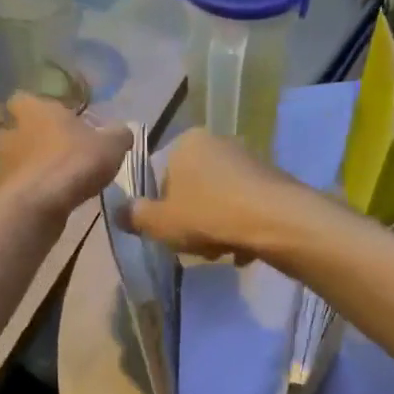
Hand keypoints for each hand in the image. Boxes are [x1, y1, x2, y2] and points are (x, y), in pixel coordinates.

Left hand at [0, 95, 132, 221]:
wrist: (42, 204)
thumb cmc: (76, 161)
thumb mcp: (111, 145)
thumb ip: (119, 134)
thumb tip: (123, 131)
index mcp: (36, 108)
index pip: (24, 98)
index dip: (37, 108)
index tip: (54, 120)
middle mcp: (14, 129)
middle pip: (16, 128)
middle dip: (31, 138)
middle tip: (54, 149)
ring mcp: (5, 160)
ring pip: (15, 157)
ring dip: (30, 165)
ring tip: (54, 177)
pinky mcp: (5, 189)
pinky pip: (19, 183)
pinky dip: (32, 188)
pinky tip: (50, 198)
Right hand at [126, 128, 302, 261]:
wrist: (274, 220)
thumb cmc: (207, 215)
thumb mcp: (160, 223)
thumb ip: (136, 217)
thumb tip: (119, 212)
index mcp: (187, 143)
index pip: (163, 177)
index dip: (163, 209)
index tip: (171, 232)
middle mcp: (219, 142)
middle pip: (195, 189)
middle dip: (194, 220)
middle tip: (197, 246)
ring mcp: (249, 159)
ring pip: (222, 200)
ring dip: (218, 227)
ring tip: (223, 252)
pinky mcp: (274, 179)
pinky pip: (248, 207)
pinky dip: (243, 228)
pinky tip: (245, 251)